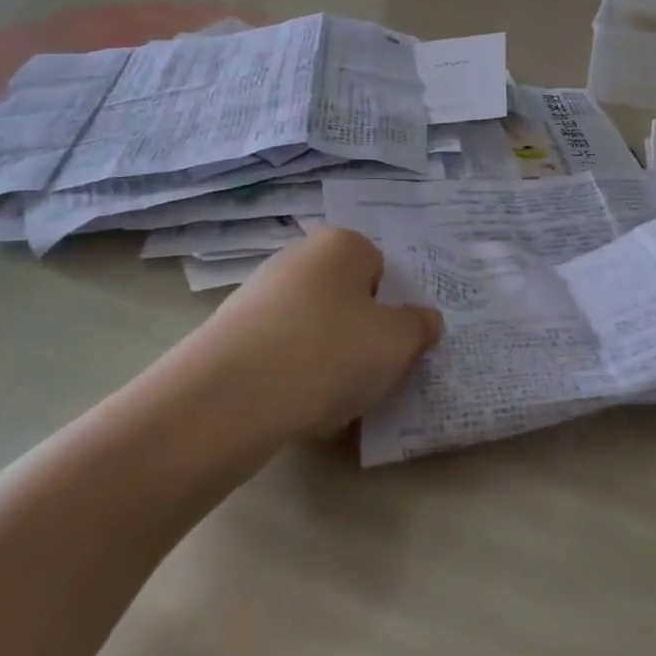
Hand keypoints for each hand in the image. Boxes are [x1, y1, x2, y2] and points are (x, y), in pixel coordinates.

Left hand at [193, 227, 443, 439]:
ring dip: (329, 363)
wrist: (230, 397)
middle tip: (371, 375)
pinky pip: (281, 355)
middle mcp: (297, 258)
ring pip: (314, 331)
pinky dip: (294, 379)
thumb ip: (419, 327)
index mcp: (340, 244)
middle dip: (360, 336)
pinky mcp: (232, 334)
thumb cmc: (330, 352)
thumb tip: (425, 319)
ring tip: (335, 404)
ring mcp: (259, 295)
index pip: (382, 269)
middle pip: (346, 299)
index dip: (392, 309)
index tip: (394, 345)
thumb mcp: (397, 342)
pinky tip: (298, 411)